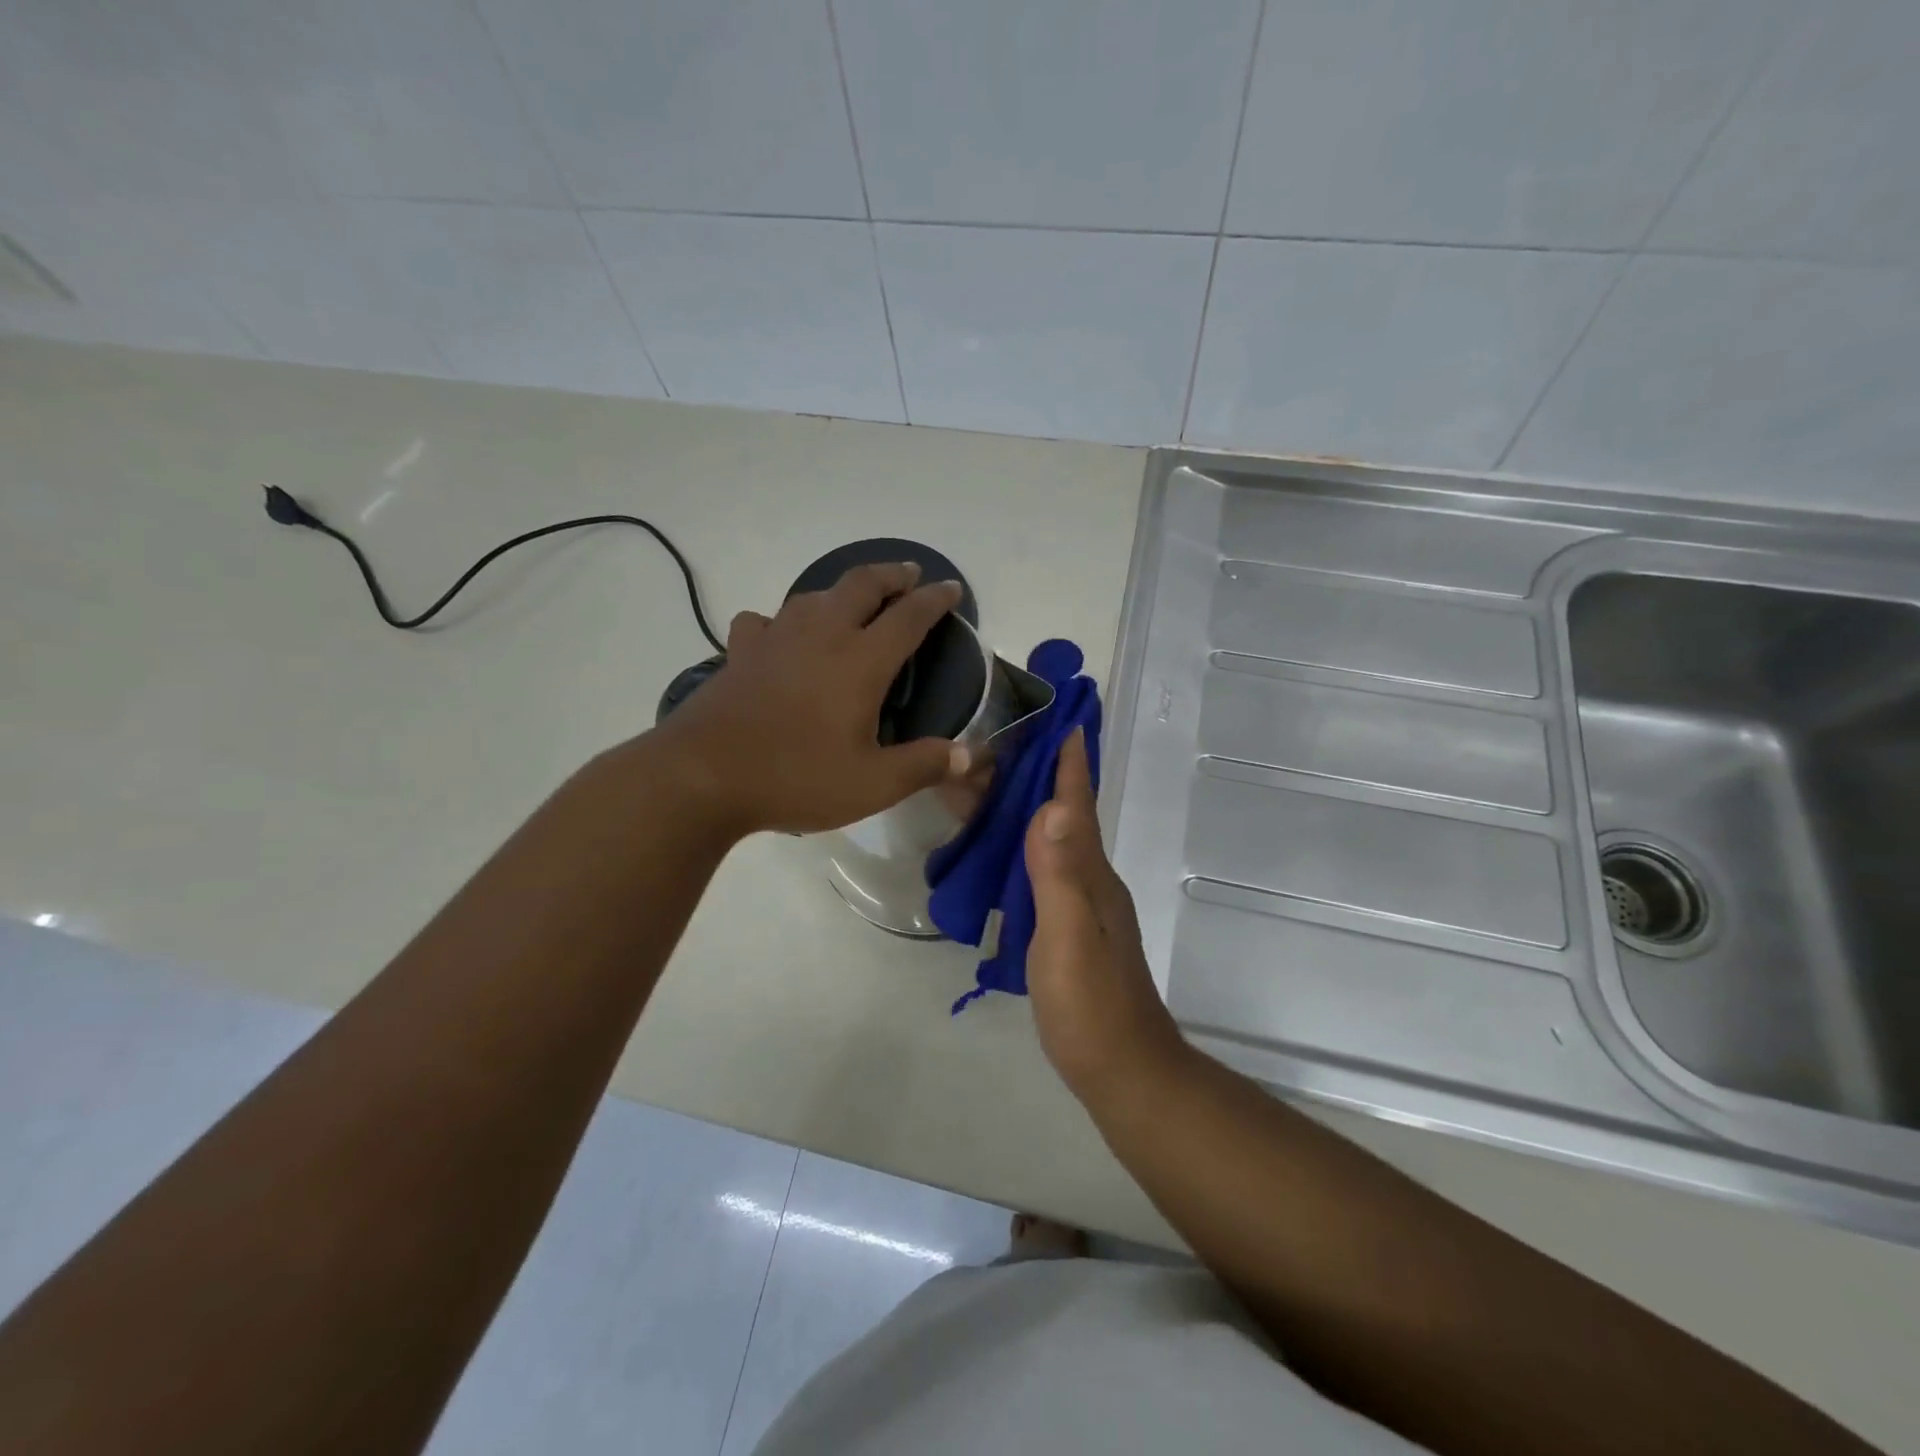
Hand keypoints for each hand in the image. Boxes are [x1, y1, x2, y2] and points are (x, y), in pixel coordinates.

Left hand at [653, 562, 967, 835]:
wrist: (703, 776)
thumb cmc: (795, 777)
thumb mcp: (872, 784)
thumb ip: (924, 766)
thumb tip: (969, 755)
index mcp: (861, 661)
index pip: (908, 617)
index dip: (935, 600)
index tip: (951, 588)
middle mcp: (821, 636)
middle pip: (861, 585)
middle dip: (891, 574)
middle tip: (910, 574)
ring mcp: (776, 639)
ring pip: (815, 595)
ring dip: (843, 590)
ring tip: (855, 600)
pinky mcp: (740, 653)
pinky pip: (766, 621)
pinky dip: (783, 620)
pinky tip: (782, 636)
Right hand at [1024, 728, 1185, 1099]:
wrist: (1120, 1068)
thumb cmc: (1091, 1004)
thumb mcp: (1069, 937)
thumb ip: (1060, 874)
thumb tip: (1053, 806)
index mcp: (1091, 873)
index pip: (1078, 806)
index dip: (1069, 763)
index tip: (1060, 718)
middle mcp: (1088, 879)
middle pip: (1062, 815)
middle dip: (1036, 776)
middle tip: (994, 746)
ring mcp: (1079, 904)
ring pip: (1049, 840)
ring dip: (1024, 808)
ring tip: (984, 786)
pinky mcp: (1065, 926)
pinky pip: (1040, 868)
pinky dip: (1018, 845)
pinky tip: (996, 849)